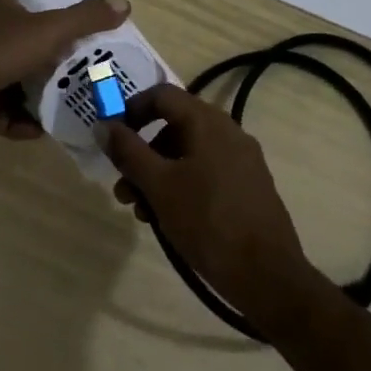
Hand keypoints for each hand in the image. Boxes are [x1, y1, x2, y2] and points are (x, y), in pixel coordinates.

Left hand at [0, 0, 129, 136]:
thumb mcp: (48, 31)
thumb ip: (84, 19)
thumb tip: (125, 3)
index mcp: (2, 15)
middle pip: (9, 37)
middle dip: (32, 48)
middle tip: (64, 59)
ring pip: (8, 81)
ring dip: (31, 95)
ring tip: (62, 105)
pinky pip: (0, 114)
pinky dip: (18, 123)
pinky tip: (40, 131)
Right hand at [103, 85, 316, 326]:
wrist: (267, 275)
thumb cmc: (207, 221)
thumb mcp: (158, 186)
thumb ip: (128, 152)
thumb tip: (103, 125)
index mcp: (208, 122)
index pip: (162, 95)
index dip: (131, 110)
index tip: (112, 140)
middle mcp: (228, 131)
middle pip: (173, 127)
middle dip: (141, 155)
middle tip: (123, 189)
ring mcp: (242, 159)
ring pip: (187, 154)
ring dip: (158, 175)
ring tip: (142, 213)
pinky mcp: (248, 186)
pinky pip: (206, 172)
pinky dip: (181, 186)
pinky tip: (169, 219)